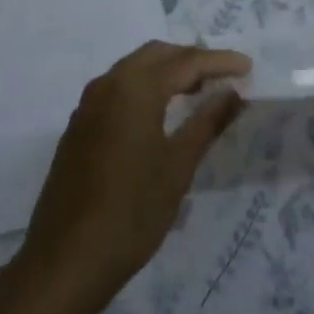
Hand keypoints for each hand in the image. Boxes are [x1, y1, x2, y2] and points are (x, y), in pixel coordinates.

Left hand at [16, 41, 249, 312]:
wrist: (66, 259)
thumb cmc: (131, 213)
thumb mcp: (178, 168)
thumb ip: (207, 123)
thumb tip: (232, 93)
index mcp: (136, 88)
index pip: (186, 62)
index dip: (219, 61)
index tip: (247, 67)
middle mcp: (109, 83)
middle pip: (157, 54)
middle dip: (191, 59)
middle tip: (222, 76)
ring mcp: (89, 103)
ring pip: (134, 68)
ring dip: (166, 71)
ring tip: (196, 91)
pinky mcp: (79, 124)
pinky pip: (118, 87)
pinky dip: (144, 87)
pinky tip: (159, 113)